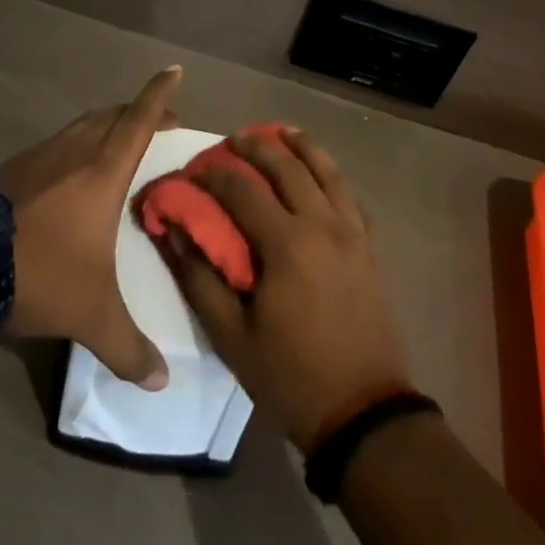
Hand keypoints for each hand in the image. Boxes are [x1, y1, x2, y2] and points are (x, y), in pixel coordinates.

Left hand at [0, 66, 182, 388]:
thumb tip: (162, 381)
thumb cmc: (41, 273)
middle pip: (113, 114)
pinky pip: (58, 142)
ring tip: (119, 142)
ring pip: (83, 124)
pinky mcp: (14, 167)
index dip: (160, 93)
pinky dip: (77, 143)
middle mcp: (76, 150)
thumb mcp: (91, 315)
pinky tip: (71, 172)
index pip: (140, 119)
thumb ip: (128, 347)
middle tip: (159, 123)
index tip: (175, 69)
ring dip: (107, 124)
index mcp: (103, 170)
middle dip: (139, 110)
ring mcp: (41, 154)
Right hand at [161, 127, 410, 450]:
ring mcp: (352, 232)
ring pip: (327, 170)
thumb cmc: (291, 376)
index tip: (193, 170)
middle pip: (288, 167)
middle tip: (234, 139)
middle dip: (257, 146)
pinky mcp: (371, 246)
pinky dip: (332, 174)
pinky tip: (322, 173)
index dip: (214, 175)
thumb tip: (172, 231)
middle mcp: (322, 224)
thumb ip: (200, 277)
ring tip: (282, 132)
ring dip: (302, 146)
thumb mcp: (232, 337)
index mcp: (287, 243)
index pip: (243, 190)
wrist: (363, 413)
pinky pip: (350, 195)